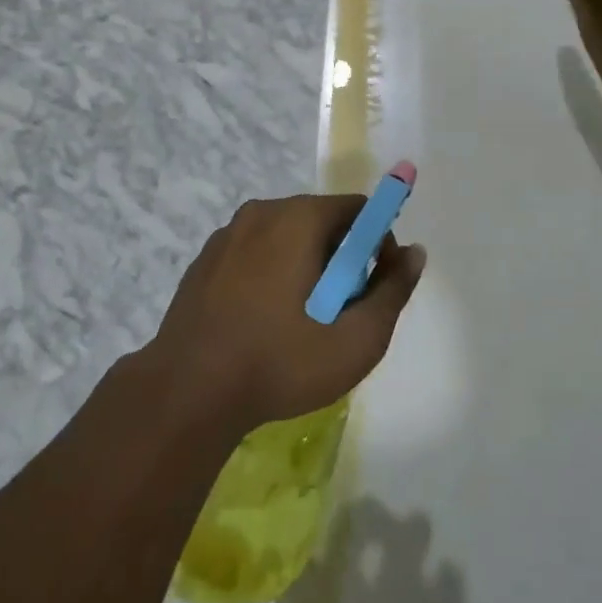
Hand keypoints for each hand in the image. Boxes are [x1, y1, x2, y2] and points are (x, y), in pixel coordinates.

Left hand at [149, 195, 425, 433]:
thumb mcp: (355, 339)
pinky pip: (254, 254)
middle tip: (341, 312)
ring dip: (305, 268)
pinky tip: (264, 322)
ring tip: (302, 323)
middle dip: (341, 259)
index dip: (377, 243)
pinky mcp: (204, 261)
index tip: (375, 287)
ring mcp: (227, 235)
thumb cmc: (279, 362)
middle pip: (321, 221)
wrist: (186, 393)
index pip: (356, 209)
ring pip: (285, 238)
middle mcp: (261, 212)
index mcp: (297, 217)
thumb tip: (415, 252)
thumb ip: (392, 291)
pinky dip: (271, 275)